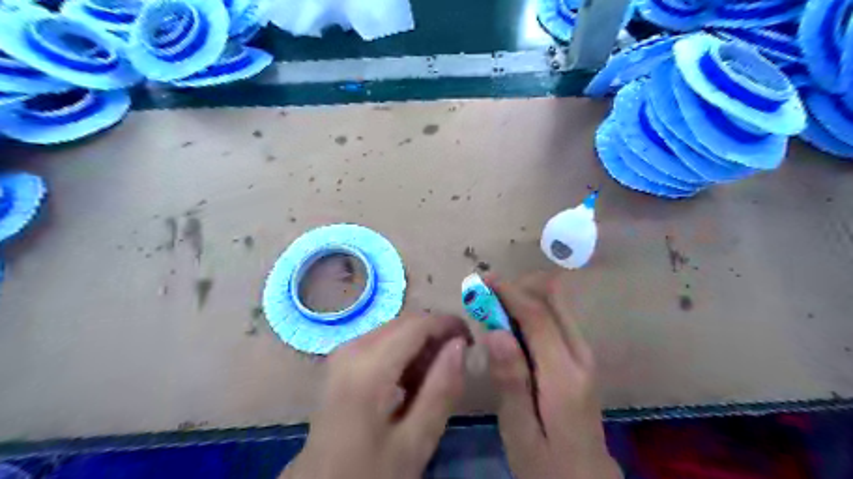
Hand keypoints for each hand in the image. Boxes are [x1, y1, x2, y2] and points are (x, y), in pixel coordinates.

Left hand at [285, 314, 471, 478]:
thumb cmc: (370, 472)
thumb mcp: (415, 442)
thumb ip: (441, 390)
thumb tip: (460, 344)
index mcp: (368, 366)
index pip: (417, 324)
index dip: (449, 324)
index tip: (473, 341)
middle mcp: (351, 347)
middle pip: (405, 322)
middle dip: (436, 334)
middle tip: (458, 363)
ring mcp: (342, 352)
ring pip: (394, 329)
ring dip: (420, 345)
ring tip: (435, 379)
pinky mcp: (341, 360)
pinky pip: (381, 341)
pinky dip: (403, 353)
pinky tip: (411, 382)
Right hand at [483, 273, 623, 478]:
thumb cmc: (546, 463)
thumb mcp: (519, 430)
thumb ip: (510, 380)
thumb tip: (496, 331)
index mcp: (564, 375)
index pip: (537, 316)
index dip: (509, 292)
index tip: (482, 279)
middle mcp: (581, 354)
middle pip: (555, 299)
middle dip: (519, 287)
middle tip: (487, 294)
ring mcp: (585, 353)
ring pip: (557, 303)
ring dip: (525, 296)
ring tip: (493, 306)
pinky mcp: (581, 356)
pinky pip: (556, 317)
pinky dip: (532, 309)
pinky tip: (510, 323)